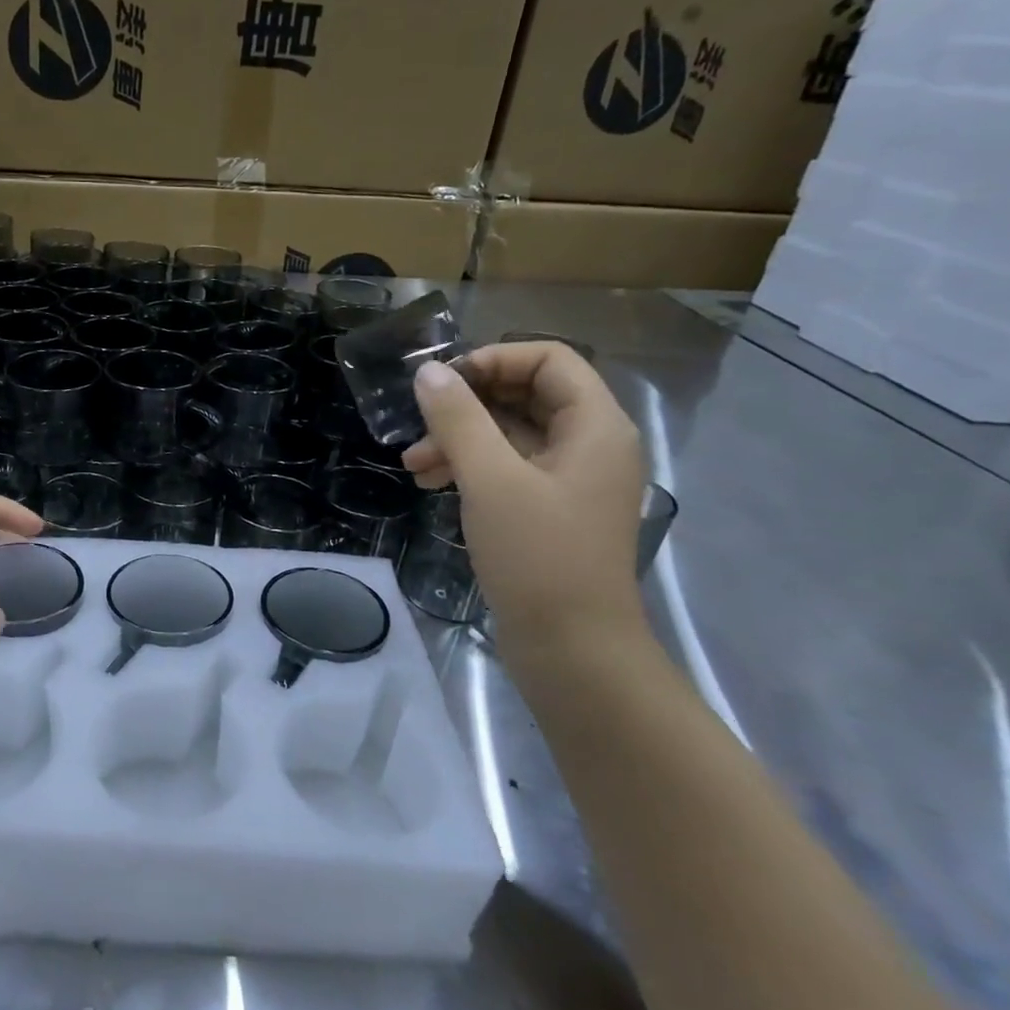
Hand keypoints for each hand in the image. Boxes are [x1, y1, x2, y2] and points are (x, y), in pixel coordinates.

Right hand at [403, 343, 646, 645]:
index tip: (444, 383)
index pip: (549, 359)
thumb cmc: (538, 556)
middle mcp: (590, 445)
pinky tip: (431, 484)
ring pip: (511, 434)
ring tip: (413, 463)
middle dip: (467, 405)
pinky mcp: (551, 510)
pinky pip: (509, 468)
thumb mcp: (490, 480)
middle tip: (420, 423)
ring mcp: (571, 480)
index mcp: (596, 426)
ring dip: (460, 439)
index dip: (494, 360)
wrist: (572, 650)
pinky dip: (470, 468)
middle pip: (527, 395)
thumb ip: (458, 419)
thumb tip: (429, 372)